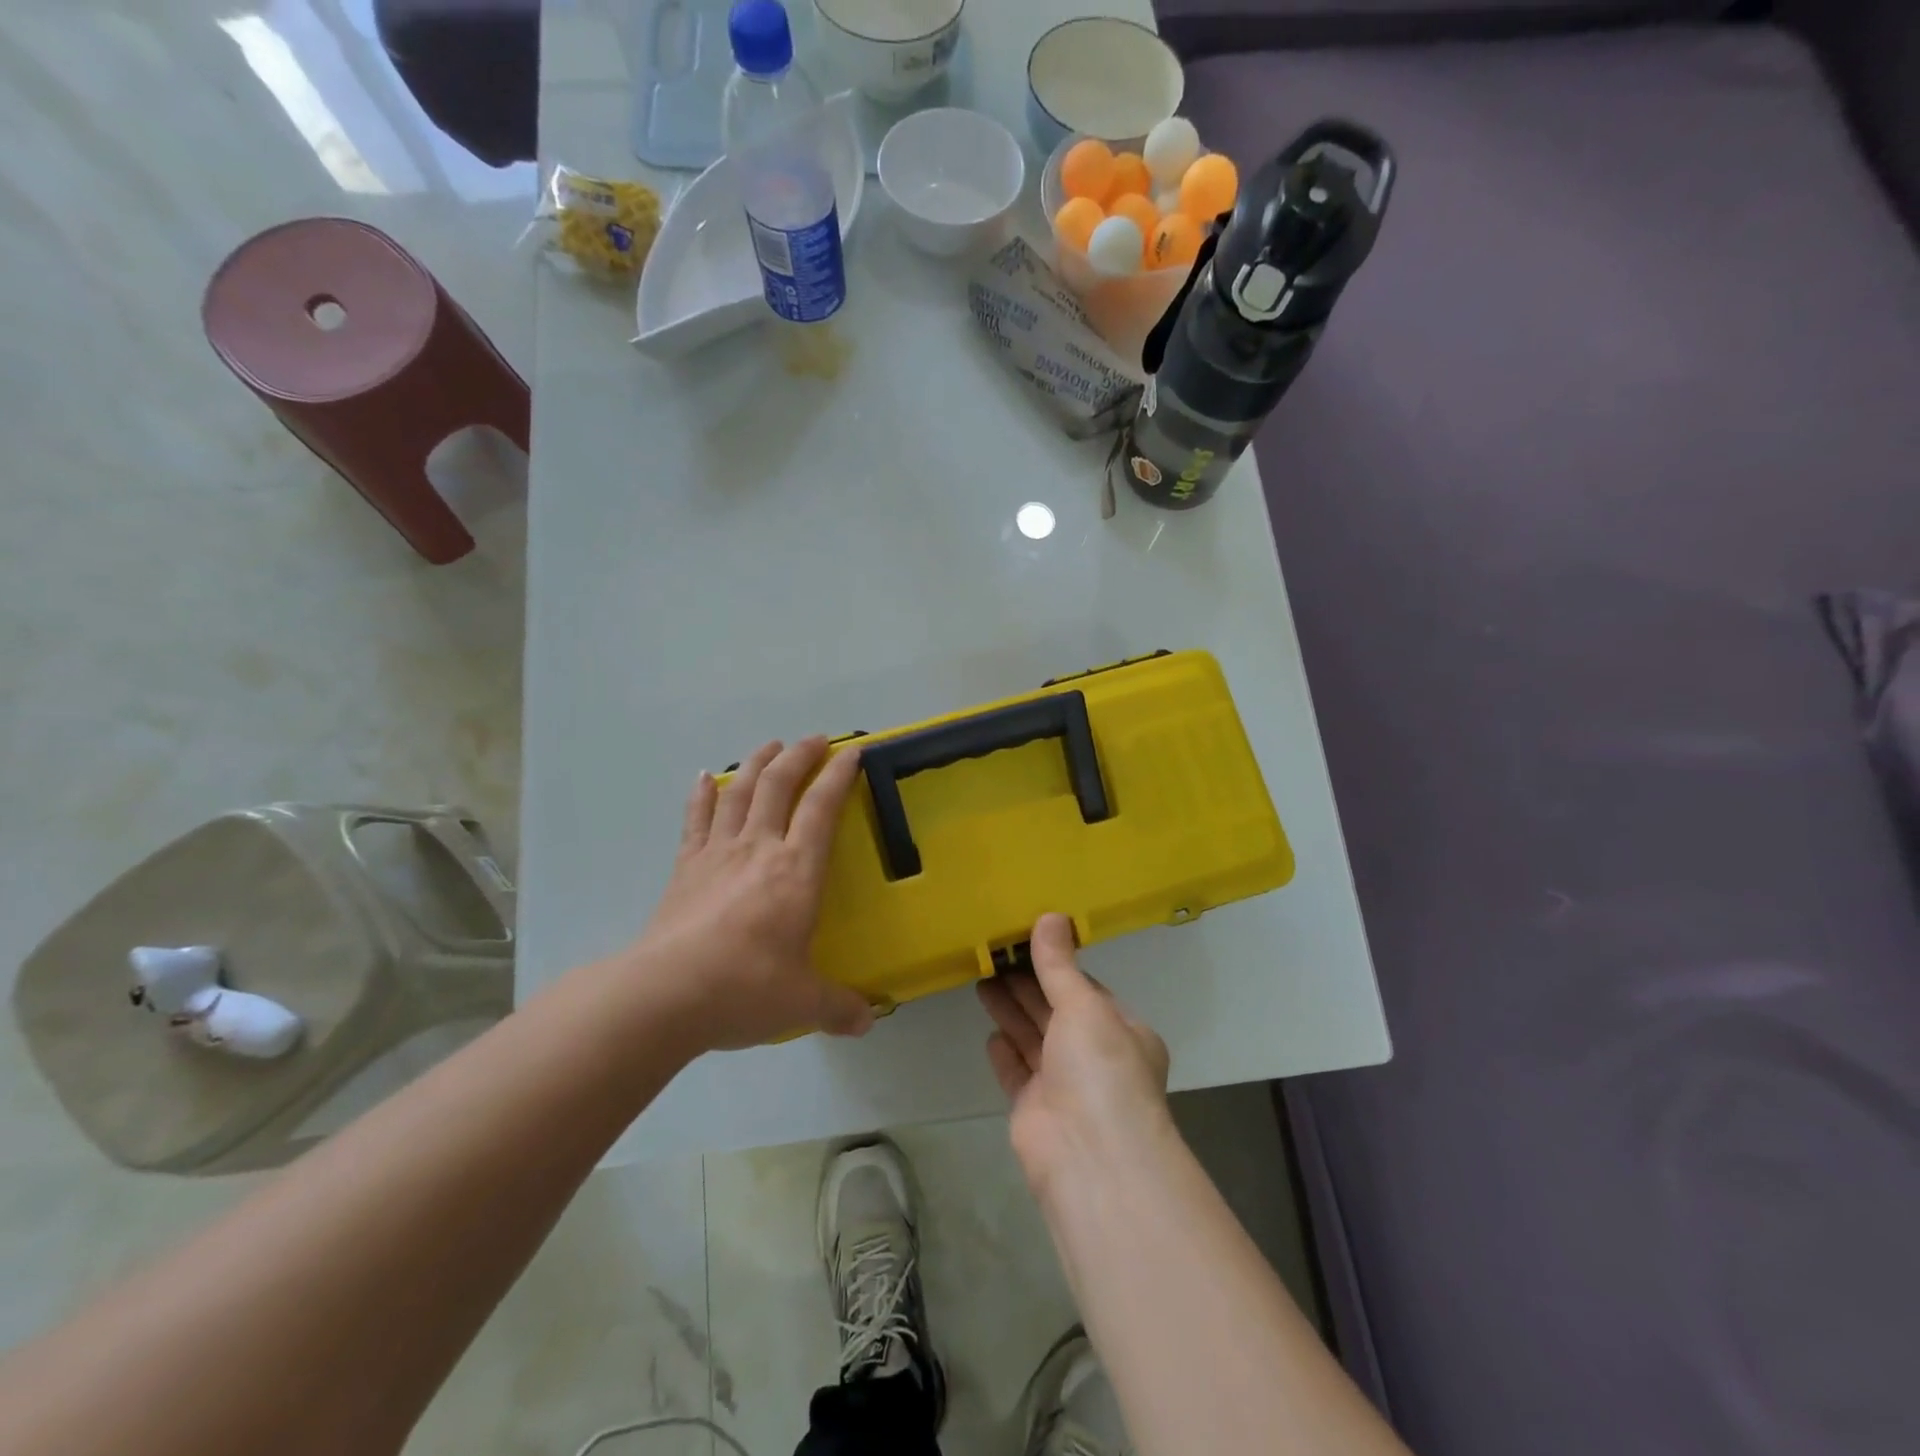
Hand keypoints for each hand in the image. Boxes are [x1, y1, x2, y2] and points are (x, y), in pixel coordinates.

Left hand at [630, 737, 875, 1050]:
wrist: (665, 995)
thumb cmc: (745, 988)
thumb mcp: (802, 1002)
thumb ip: (839, 1006)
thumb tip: (867, 1021)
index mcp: (796, 870)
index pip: (822, 807)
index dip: (839, 775)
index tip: (852, 752)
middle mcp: (758, 848)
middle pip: (779, 784)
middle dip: (799, 755)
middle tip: (814, 739)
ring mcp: (717, 853)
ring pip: (738, 791)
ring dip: (756, 763)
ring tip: (769, 746)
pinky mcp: (685, 867)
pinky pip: (696, 819)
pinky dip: (702, 794)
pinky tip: (703, 778)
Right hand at [977, 914, 1171, 1192]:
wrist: (1090, 1158)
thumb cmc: (1100, 1069)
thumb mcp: (1084, 1005)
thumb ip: (1059, 965)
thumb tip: (1050, 916)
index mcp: (1121, 1031)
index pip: (1086, 989)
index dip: (1057, 965)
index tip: (1026, 940)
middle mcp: (1095, 1057)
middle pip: (1055, 1011)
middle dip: (1026, 984)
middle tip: (993, 954)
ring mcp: (1064, 1086)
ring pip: (1033, 1038)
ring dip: (1011, 1011)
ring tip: (981, 978)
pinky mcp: (1034, 1110)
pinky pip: (1017, 1073)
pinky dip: (1005, 1052)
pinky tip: (990, 1033)